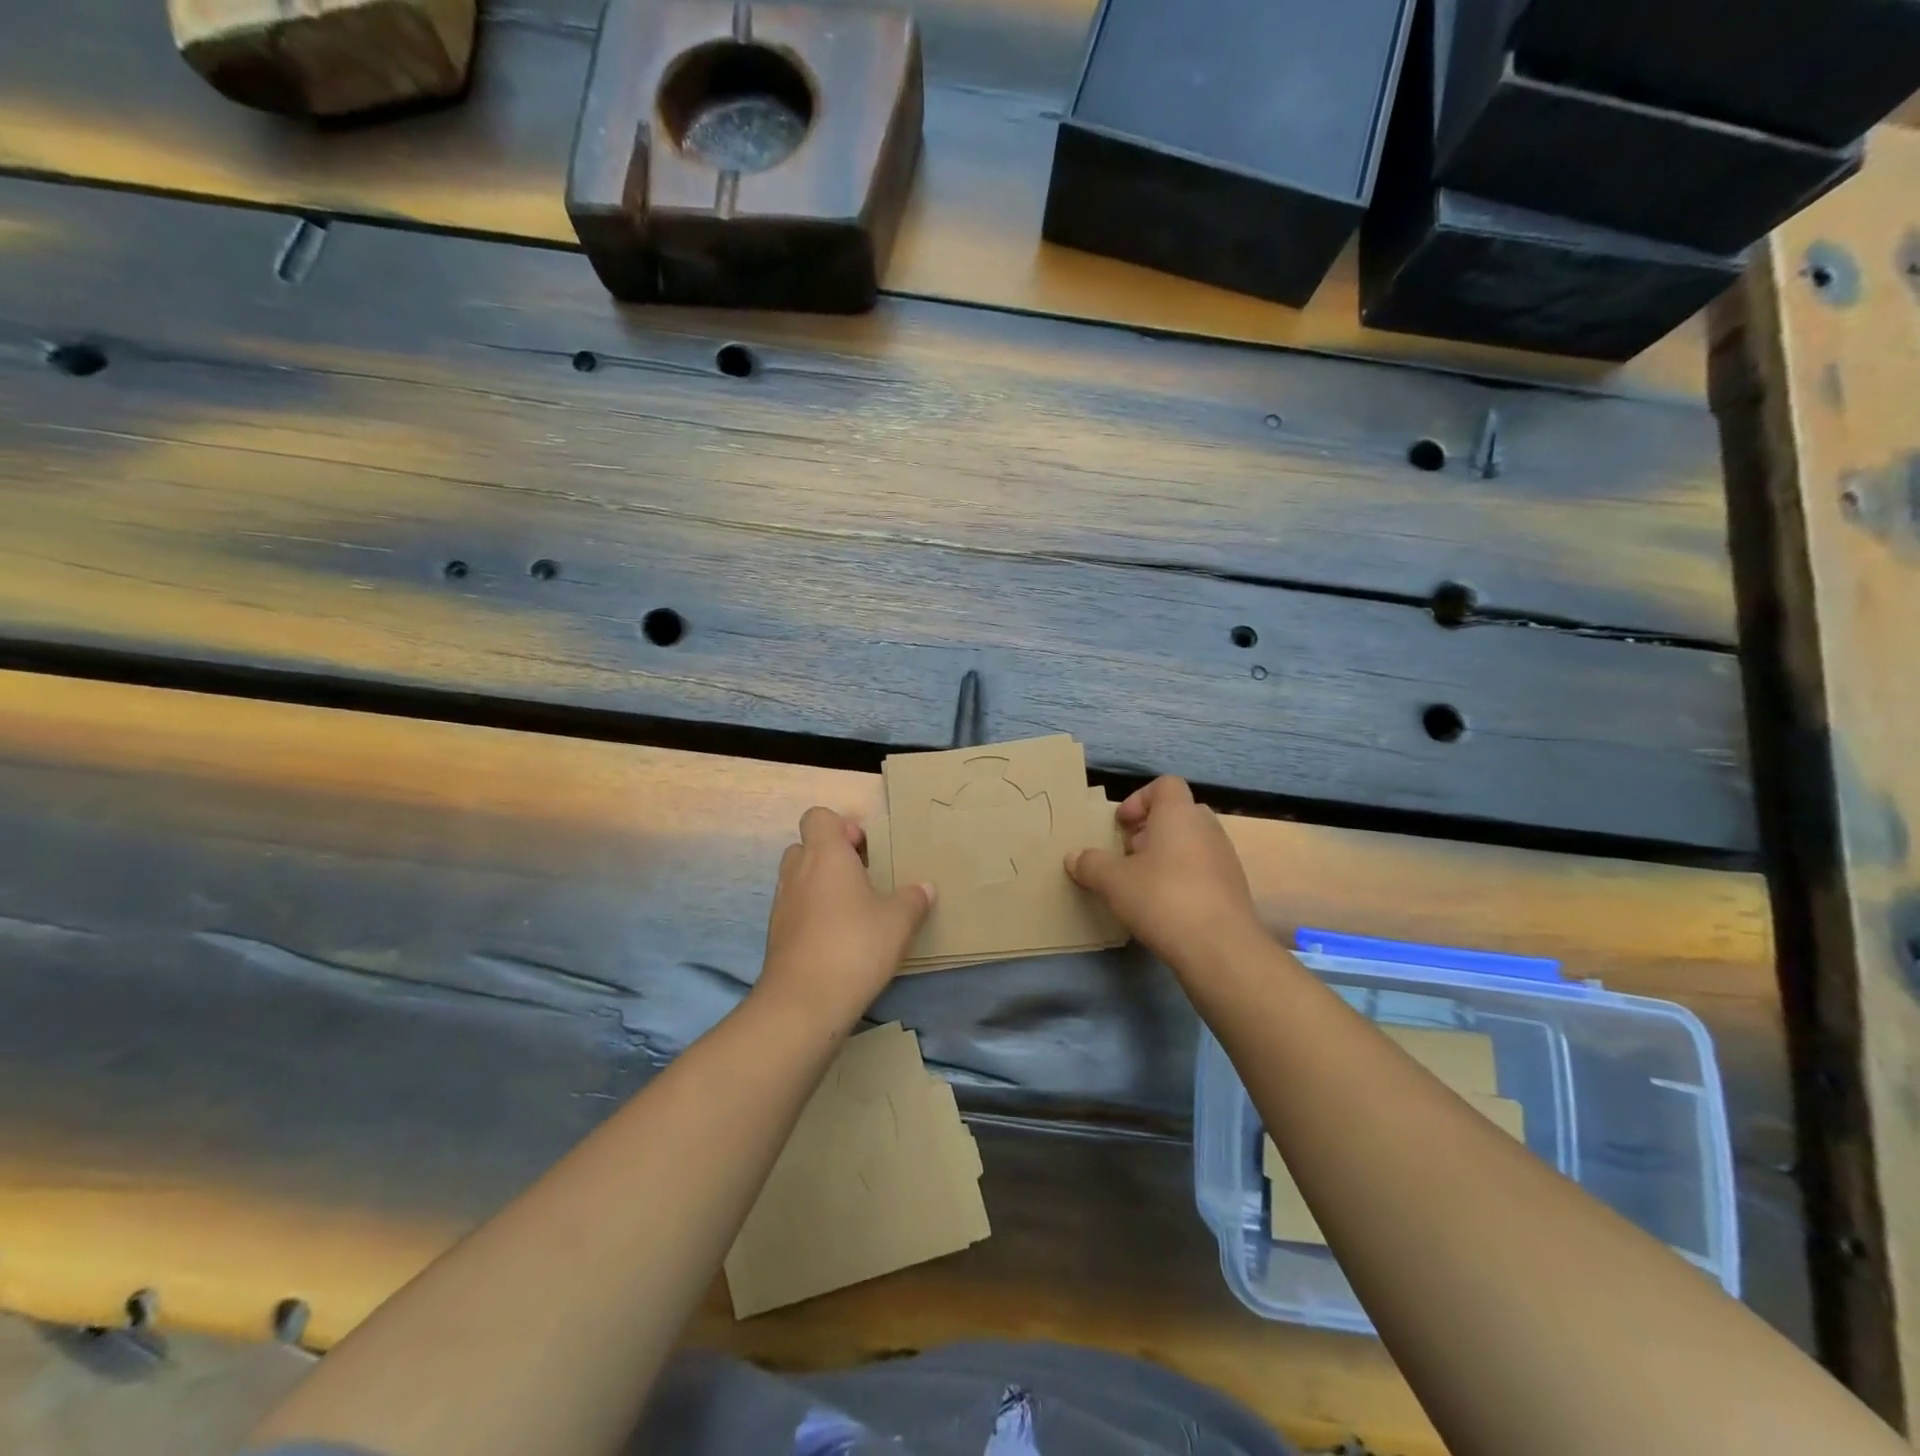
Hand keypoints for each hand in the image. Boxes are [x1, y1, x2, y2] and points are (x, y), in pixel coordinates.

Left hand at [756, 807, 932, 1031]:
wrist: (804, 1001)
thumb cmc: (855, 945)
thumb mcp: (899, 920)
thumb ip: (913, 899)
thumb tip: (925, 887)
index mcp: (825, 854)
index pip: (818, 817)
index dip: (841, 826)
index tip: (865, 850)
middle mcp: (798, 871)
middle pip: (806, 846)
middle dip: (832, 857)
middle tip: (862, 879)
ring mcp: (782, 904)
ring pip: (799, 879)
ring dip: (822, 886)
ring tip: (853, 911)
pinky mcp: (776, 935)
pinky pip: (795, 910)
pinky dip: (812, 915)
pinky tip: (838, 939)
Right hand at [1067, 777, 1262, 970]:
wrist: (1220, 949)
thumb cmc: (1162, 899)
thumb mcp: (1113, 881)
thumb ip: (1090, 864)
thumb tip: (1074, 857)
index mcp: (1179, 814)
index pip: (1165, 785)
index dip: (1139, 799)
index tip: (1121, 825)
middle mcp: (1207, 829)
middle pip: (1178, 814)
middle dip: (1151, 830)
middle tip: (1129, 854)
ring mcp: (1225, 859)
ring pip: (1192, 843)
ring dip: (1166, 856)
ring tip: (1143, 884)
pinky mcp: (1234, 889)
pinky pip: (1204, 870)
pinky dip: (1184, 879)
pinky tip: (1166, 907)